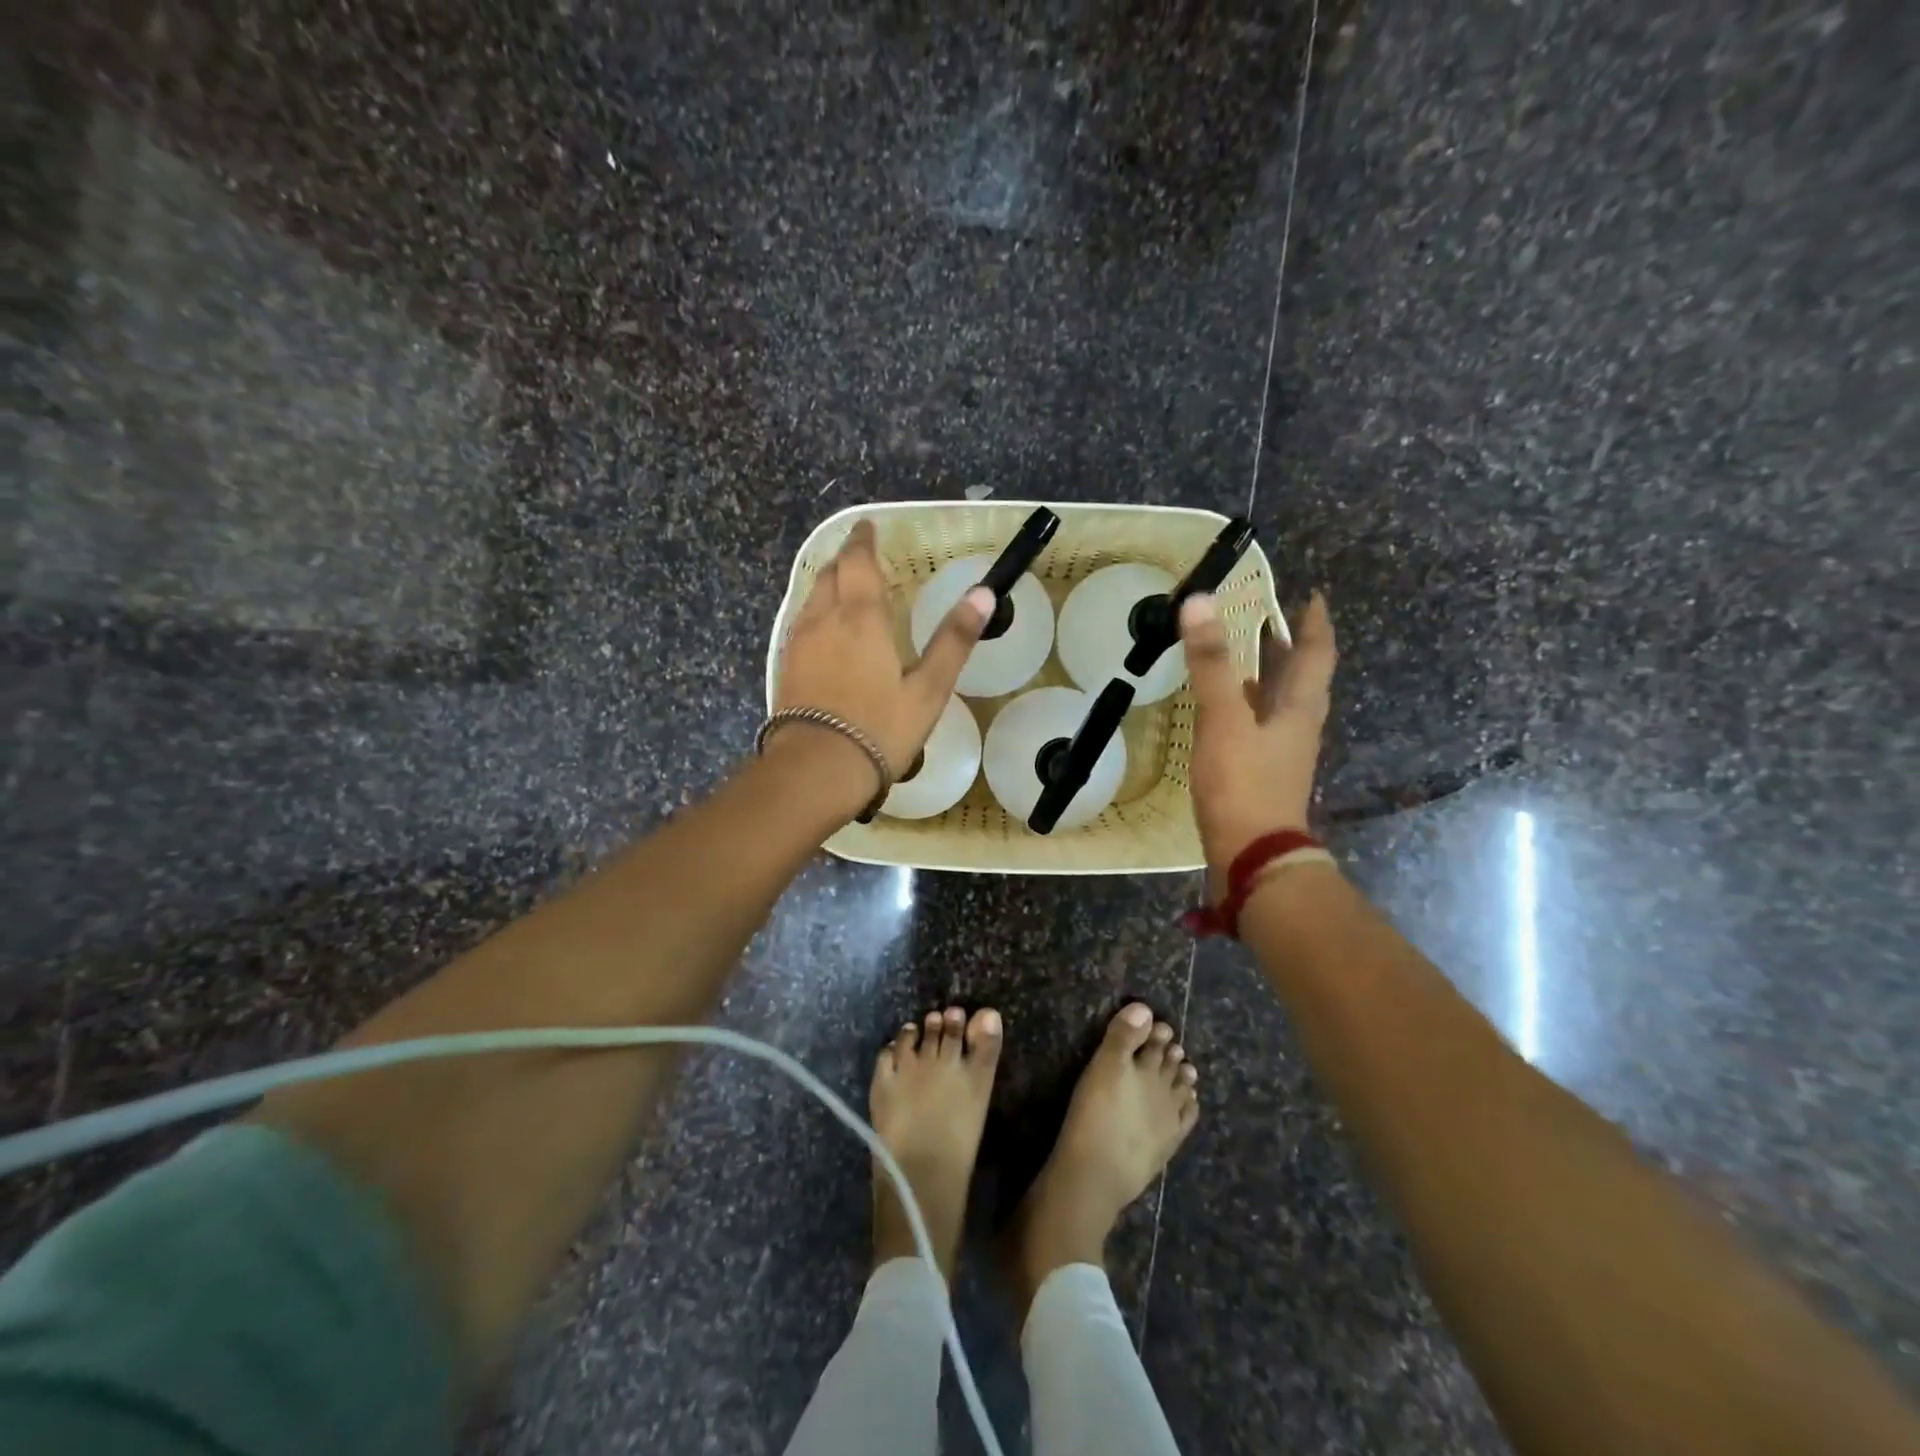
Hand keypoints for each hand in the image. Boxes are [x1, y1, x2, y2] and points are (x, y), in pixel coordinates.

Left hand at [772, 520, 992, 800]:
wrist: (816, 770)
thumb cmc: (880, 728)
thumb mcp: (929, 688)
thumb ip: (954, 639)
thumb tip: (984, 593)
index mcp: (861, 616)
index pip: (858, 561)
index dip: (863, 540)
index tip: (868, 527)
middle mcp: (824, 619)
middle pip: (829, 573)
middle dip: (845, 559)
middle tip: (861, 556)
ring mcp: (798, 643)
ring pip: (811, 597)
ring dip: (828, 583)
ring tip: (845, 587)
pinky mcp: (785, 667)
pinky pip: (801, 622)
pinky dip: (816, 611)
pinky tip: (825, 630)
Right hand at [1179, 591, 1337, 872]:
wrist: (1252, 857)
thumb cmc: (1243, 784)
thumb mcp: (1225, 719)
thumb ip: (1212, 663)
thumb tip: (1200, 602)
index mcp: (1298, 708)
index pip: (1316, 655)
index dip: (1315, 624)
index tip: (1312, 597)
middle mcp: (1297, 727)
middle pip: (1301, 680)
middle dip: (1289, 649)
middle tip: (1270, 622)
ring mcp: (1281, 755)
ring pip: (1280, 705)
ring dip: (1268, 678)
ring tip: (1245, 658)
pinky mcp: (1260, 776)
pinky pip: (1259, 728)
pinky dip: (1246, 708)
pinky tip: (1225, 711)